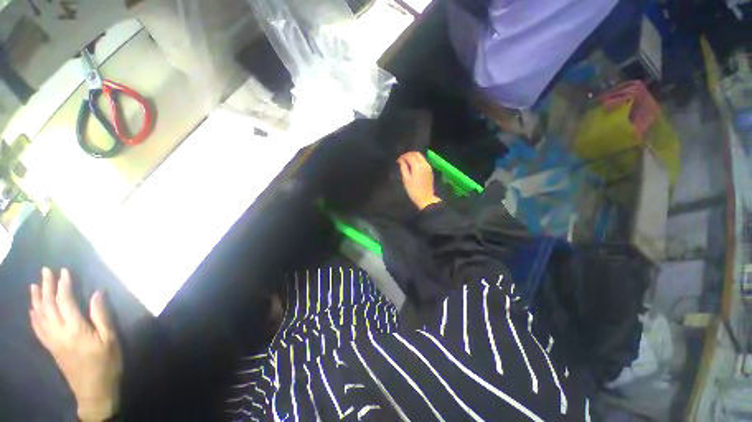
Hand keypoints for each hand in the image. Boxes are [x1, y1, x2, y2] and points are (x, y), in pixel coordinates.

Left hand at [29, 268, 121, 421]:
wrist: (94, 390)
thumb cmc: (106, 363)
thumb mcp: (110, 339)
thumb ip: (102, 316)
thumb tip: (97, 293)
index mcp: (75, 329)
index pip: (65, 301)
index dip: (64, 285)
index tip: (65, 271)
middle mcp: (59, 332)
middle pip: (48, 306)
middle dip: (46, 287)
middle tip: (45, 271)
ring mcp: (52, 341)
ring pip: (39, 316)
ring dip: (36, 299)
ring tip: (34, 286)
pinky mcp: (51, 348)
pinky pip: (38, 329)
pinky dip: (34, 316)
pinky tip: (33, 310)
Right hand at [398, 151, 441, 209]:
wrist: (426, 198)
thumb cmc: (413, 190)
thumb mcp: (406, 179)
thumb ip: (403, 168)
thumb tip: (401, 161)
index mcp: (418, 166)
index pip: (410, 156)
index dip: (403, 157)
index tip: (398, 160)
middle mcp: (424, 164)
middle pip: (416, 154)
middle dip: (409, 154)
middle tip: (402, 159)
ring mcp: (428, 167)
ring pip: (421, 157)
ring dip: (413, 157)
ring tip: (407, 162)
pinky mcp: (430, 170)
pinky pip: (423, 161)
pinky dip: (418, 160)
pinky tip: (413, 166)